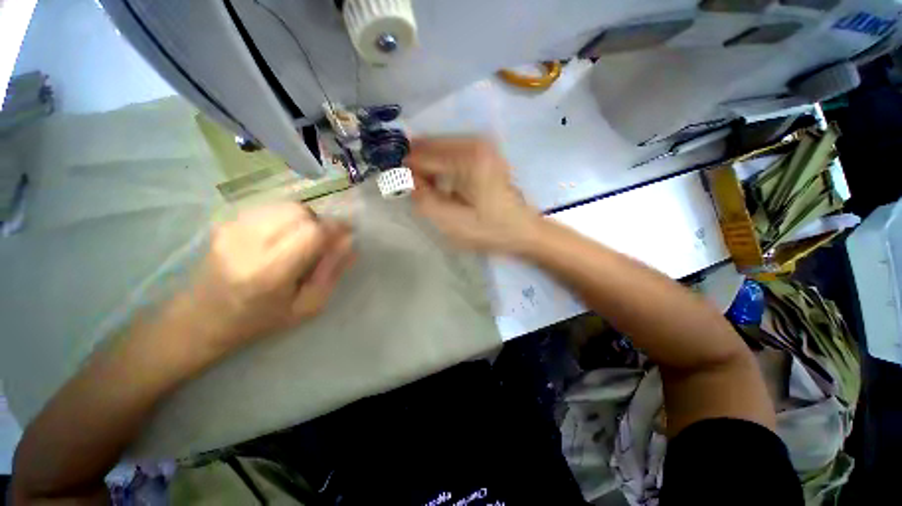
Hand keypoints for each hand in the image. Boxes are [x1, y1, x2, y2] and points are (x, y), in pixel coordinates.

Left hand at [173, 202, 355, 354]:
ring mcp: (232, 228)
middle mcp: (247, 244)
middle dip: (320, 223)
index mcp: (269, 272)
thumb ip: (332, 272)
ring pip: (286, 206)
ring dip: (305, 219)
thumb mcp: (307, 306)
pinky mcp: (226, 221)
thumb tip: (350, 241)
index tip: (347, 235)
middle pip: (300, 212)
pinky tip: (282, 236)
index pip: (311, 232)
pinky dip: (287, 218)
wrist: (201, 317)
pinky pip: (271, 208)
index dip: (335, 228)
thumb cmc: (260, 320)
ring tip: (301, 240)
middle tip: (321, 243)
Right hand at [406, 137, 540, 252]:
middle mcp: (475, 142)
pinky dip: (443, 167)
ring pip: (440, 149)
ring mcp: (483, 145)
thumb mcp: (451, 222)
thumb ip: (423, 199)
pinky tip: (447, 185)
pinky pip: (453, 153)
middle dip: (419, 168)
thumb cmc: (489, 230)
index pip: (421, 155)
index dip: (406, 172)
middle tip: (418, 192)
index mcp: (467, 157)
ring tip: (434, 192)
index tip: (400, 188)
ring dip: (431, 168)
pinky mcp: (486, 153)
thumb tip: (405, 177)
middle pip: (430, 147)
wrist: (523, 231)